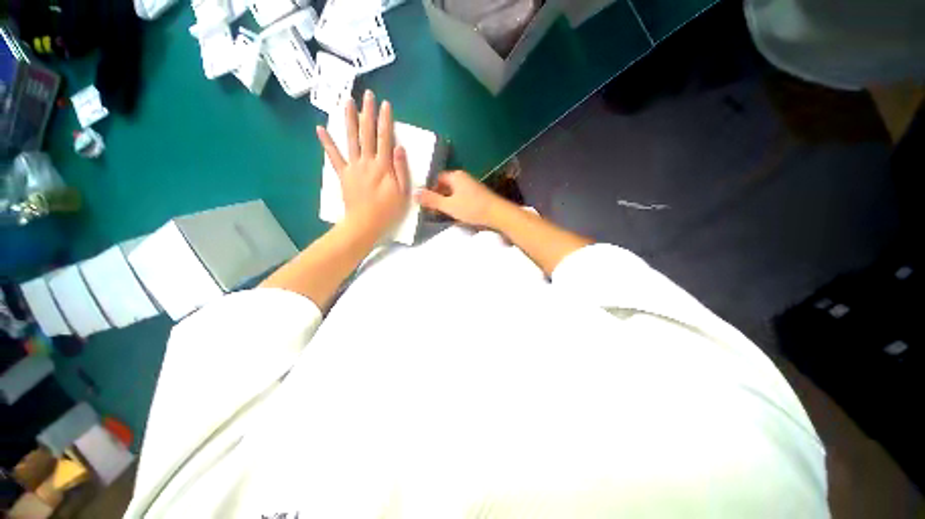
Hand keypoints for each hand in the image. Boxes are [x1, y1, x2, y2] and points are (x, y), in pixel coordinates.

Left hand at [316, 90, 409, 237]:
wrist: (365, 224)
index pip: (385, 138)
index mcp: (383, 166)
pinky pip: (333, 156)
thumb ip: (401, 169)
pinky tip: (320, 128)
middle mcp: (367, 162)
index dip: (386, 121)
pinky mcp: (343, 174)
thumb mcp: (402, 193)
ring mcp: (353, 167)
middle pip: (367, 133)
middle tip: (367, 94)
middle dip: (368, 113)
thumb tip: (399, 147)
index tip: (386, 104)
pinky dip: (326, 142)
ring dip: (349, 119)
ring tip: (347, 101)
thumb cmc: (388, 210)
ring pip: (350, 139)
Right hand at [417, 170, 507, 227]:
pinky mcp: (476, 195)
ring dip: (445, 202)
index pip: (436, 178)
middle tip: (429, 210)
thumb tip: (414, 193)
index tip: (423, 202)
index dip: (428, 189)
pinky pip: (460, 197)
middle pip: (444, 186)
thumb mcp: (449, 206)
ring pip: (452, 193)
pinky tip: (453, 214)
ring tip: (439, 214)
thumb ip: (431, 200)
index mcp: (455, 176)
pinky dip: (455, 204)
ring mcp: (470, 186)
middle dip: (436, 197)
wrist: (498, 214)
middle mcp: (462, 178)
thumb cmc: (472, 208)